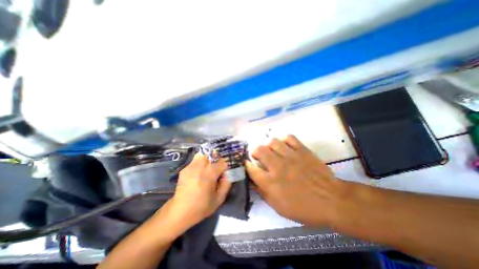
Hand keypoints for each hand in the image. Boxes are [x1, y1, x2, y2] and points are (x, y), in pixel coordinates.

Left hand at [155, 154, 231, 233]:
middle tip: (217, 168)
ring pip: (203, 154)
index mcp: (209, 175)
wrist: (180, 211)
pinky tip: (199, 172)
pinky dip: (200, 162)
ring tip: (208, 167)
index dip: (225, 166)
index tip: (224, 172)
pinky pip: (195, 160)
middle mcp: (200, 167)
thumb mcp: (219, 199)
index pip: (222, 162)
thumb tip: (228, 174)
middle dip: (217, 159)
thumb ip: (226, 184)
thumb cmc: (202, 206)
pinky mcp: (185, 169)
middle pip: (212, 154)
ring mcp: (191, 166)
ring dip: (208, 158)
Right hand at [245, 136, 341, 224]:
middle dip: (255, 151)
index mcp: (270, 182)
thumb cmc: (303, 208)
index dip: (247, 165)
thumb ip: (262, 192)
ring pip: (273, 141)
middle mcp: (278, 166)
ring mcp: (291, 156)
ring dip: (269, 145)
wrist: (332, 200)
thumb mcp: (278, 207)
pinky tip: (285, 146)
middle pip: (259, 150)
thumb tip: (252, 181)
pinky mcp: (302, 150)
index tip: (247, 164)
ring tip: (272, 151)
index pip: (251, 168)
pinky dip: (284, 140)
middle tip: (258, 156)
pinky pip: (289, 138)